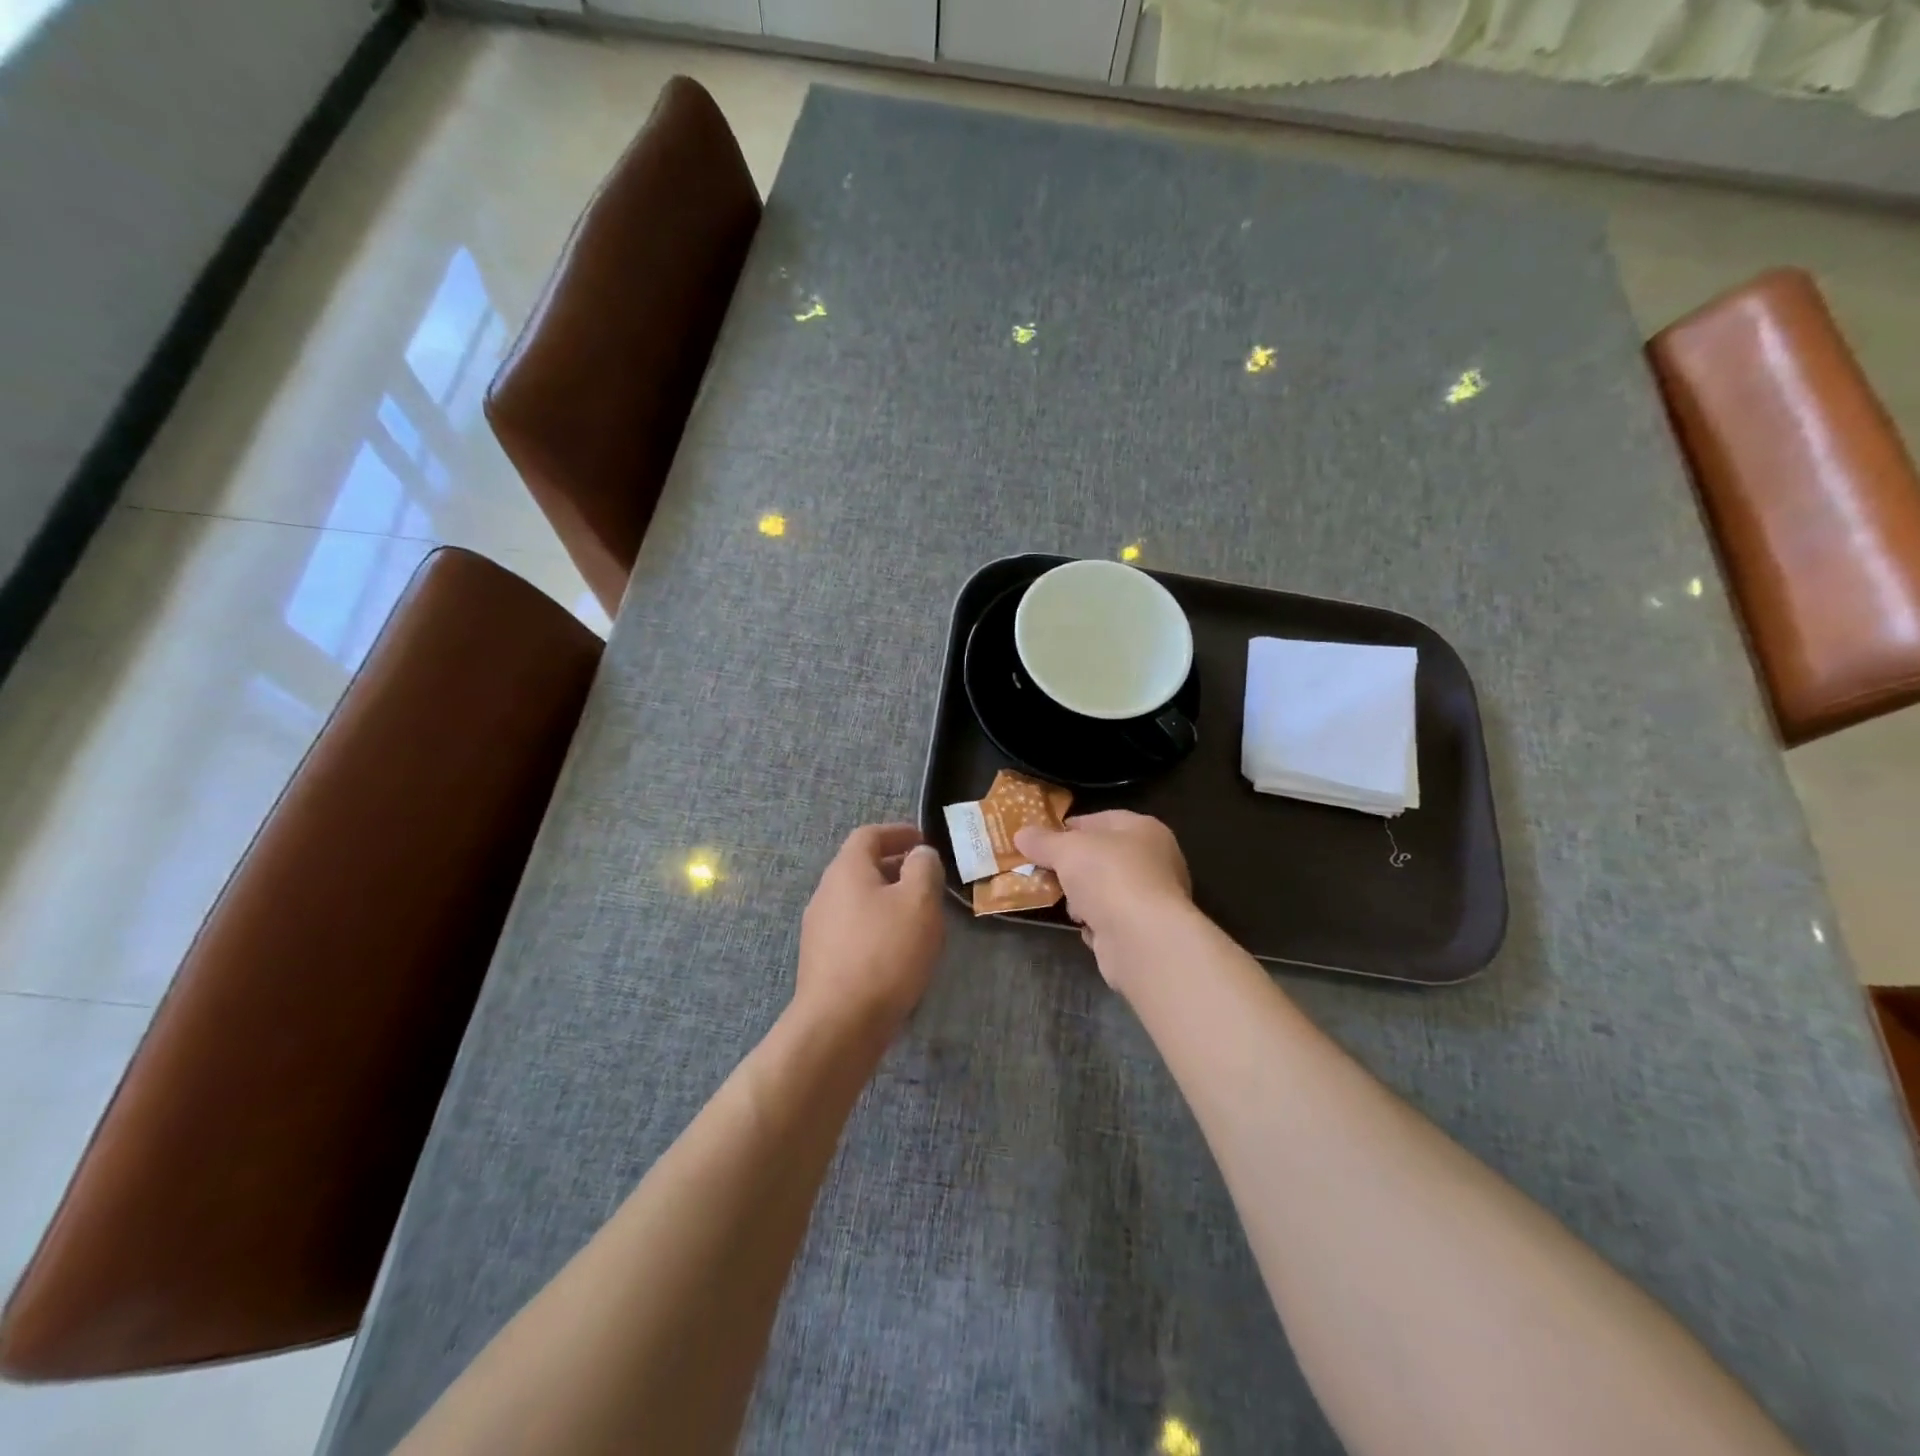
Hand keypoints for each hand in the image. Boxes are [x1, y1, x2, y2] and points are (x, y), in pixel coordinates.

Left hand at [797, 823, 946, 1034]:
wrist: (839, 1023)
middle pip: (861, 867)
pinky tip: (898, 949)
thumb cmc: (885, 953)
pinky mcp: (822, 960)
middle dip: (895, 867)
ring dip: (887, 898)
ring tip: (918, 915)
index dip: (898, 832)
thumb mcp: (919, 902)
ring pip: (858, 899)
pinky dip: (877, 926)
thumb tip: (919, 854)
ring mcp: (819, 928)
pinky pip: (853, 929)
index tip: (923, 841)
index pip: (869, 835)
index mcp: (847, 870)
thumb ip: (924, 869)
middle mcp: (826, 892)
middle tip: (927, 878)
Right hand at [1014, 811, 1191, 987]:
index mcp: (1145, 829)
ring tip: (1064, 903)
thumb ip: (1043, 841)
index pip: (1103, 820)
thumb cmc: (1109, 877)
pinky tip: (1083, 926)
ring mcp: (1153, 897)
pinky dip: (1096, 923)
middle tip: (1046, 871)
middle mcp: (1155, 860)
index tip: (1043, 840)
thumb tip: (1021, 834)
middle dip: (1074, 866)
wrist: (1142, 939)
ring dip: (1083, 897)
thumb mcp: (1067, 850)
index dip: (1071, 827)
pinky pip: (1112, 919)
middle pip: (1104, 857)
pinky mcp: (1146, 930)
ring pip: (1107, 889)